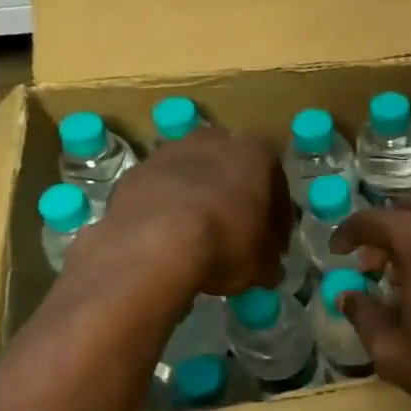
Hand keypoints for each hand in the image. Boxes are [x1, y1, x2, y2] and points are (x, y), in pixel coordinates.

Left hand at [91, 127, 291, 297]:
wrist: (151, 245)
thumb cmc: (223, 243)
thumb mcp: (260, 263)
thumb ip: (268, 260)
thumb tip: (269, 269)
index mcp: (254, 154)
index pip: (276, 179)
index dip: (277, 214)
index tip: (273, 241)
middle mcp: (213, 141)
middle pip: (231, 167)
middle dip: (235, 195)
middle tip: (236, 231)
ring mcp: (168, 153)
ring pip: (192, 173)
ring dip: (198, 197)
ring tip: (198, 236)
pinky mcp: (134, 173)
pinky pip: (159, 189)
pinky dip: (166, 208)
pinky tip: (166, 238)